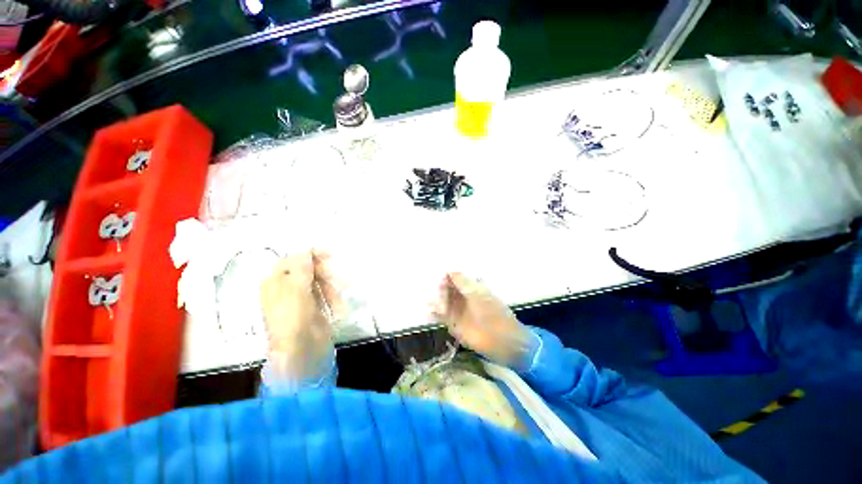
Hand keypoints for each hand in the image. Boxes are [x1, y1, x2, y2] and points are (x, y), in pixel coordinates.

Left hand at [260, 251, 340, 380]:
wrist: (299, 354)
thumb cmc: (293, 320)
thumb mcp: (296, 291)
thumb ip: (302, 268)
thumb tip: (305, 249)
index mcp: (275, 281)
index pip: (294, 259)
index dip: (311, 255)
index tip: (331, 255)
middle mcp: (287, 288)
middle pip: (309, 270)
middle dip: (325, 273)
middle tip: (339, 279)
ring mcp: (301, 298)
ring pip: (320, 282)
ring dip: (333, 287)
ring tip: (341, 299)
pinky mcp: (314, 308)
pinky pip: (325, 295)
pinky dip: (333, 298)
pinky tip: (339, 308)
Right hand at [434, 273, 536, 369]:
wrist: (501, 340)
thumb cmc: (492, 313)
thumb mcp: (478, 294)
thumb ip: (463, 282)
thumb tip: (450, 270)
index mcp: (472, 289)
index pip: (456, 278)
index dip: (448, 275)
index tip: (439, 273)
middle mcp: (463, 299)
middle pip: (447, 289)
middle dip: (440, 287)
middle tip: (435, 287)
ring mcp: (458, 312)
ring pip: (443, 302)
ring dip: (436, 299)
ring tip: (430, 299)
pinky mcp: (454, 325)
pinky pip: (441, 316)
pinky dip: (434, 313)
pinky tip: (429, 311)